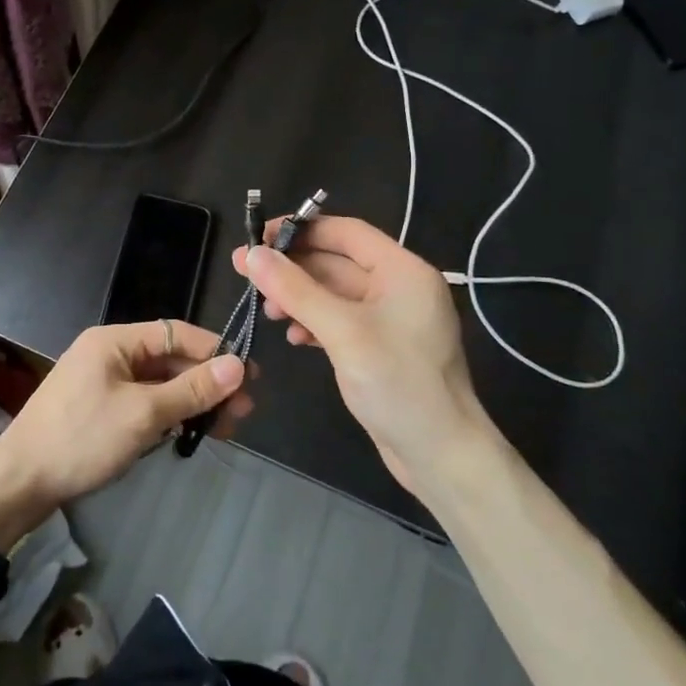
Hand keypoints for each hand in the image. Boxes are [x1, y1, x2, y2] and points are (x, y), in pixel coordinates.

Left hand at [0, 321, 250, 547]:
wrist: (19, 482)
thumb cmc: (82, 438)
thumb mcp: (142, 414)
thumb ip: (191, 389)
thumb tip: (238, 367)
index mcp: (114, 340)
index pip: (175, 333)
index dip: (214, 351)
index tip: (250, 375)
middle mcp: (109, 353)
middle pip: (170, 359)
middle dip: (207, 382)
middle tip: (244, 410)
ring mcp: (103, 381)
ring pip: (159, 383)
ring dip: (191, 401)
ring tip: (226, 427)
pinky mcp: (100, 408)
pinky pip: (144, 402)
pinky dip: (168, 414)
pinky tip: (190, 432)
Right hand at [232, 215, 494, 495]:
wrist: (441, 456)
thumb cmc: (398, 384)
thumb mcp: (343, 332)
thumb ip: (296, 290)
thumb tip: (253, 254)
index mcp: (403, 271)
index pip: (346, 233)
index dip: (301, 230)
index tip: (258, 238)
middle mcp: (399, 287)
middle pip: (337, 262)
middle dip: (292, 268)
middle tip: (245, 273)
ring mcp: (390, 319)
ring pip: (334, 293)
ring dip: (299, 297)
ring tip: (267, 312)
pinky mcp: (380, 347)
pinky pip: (340, 321)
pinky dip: (314, 323)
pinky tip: (294, 338)